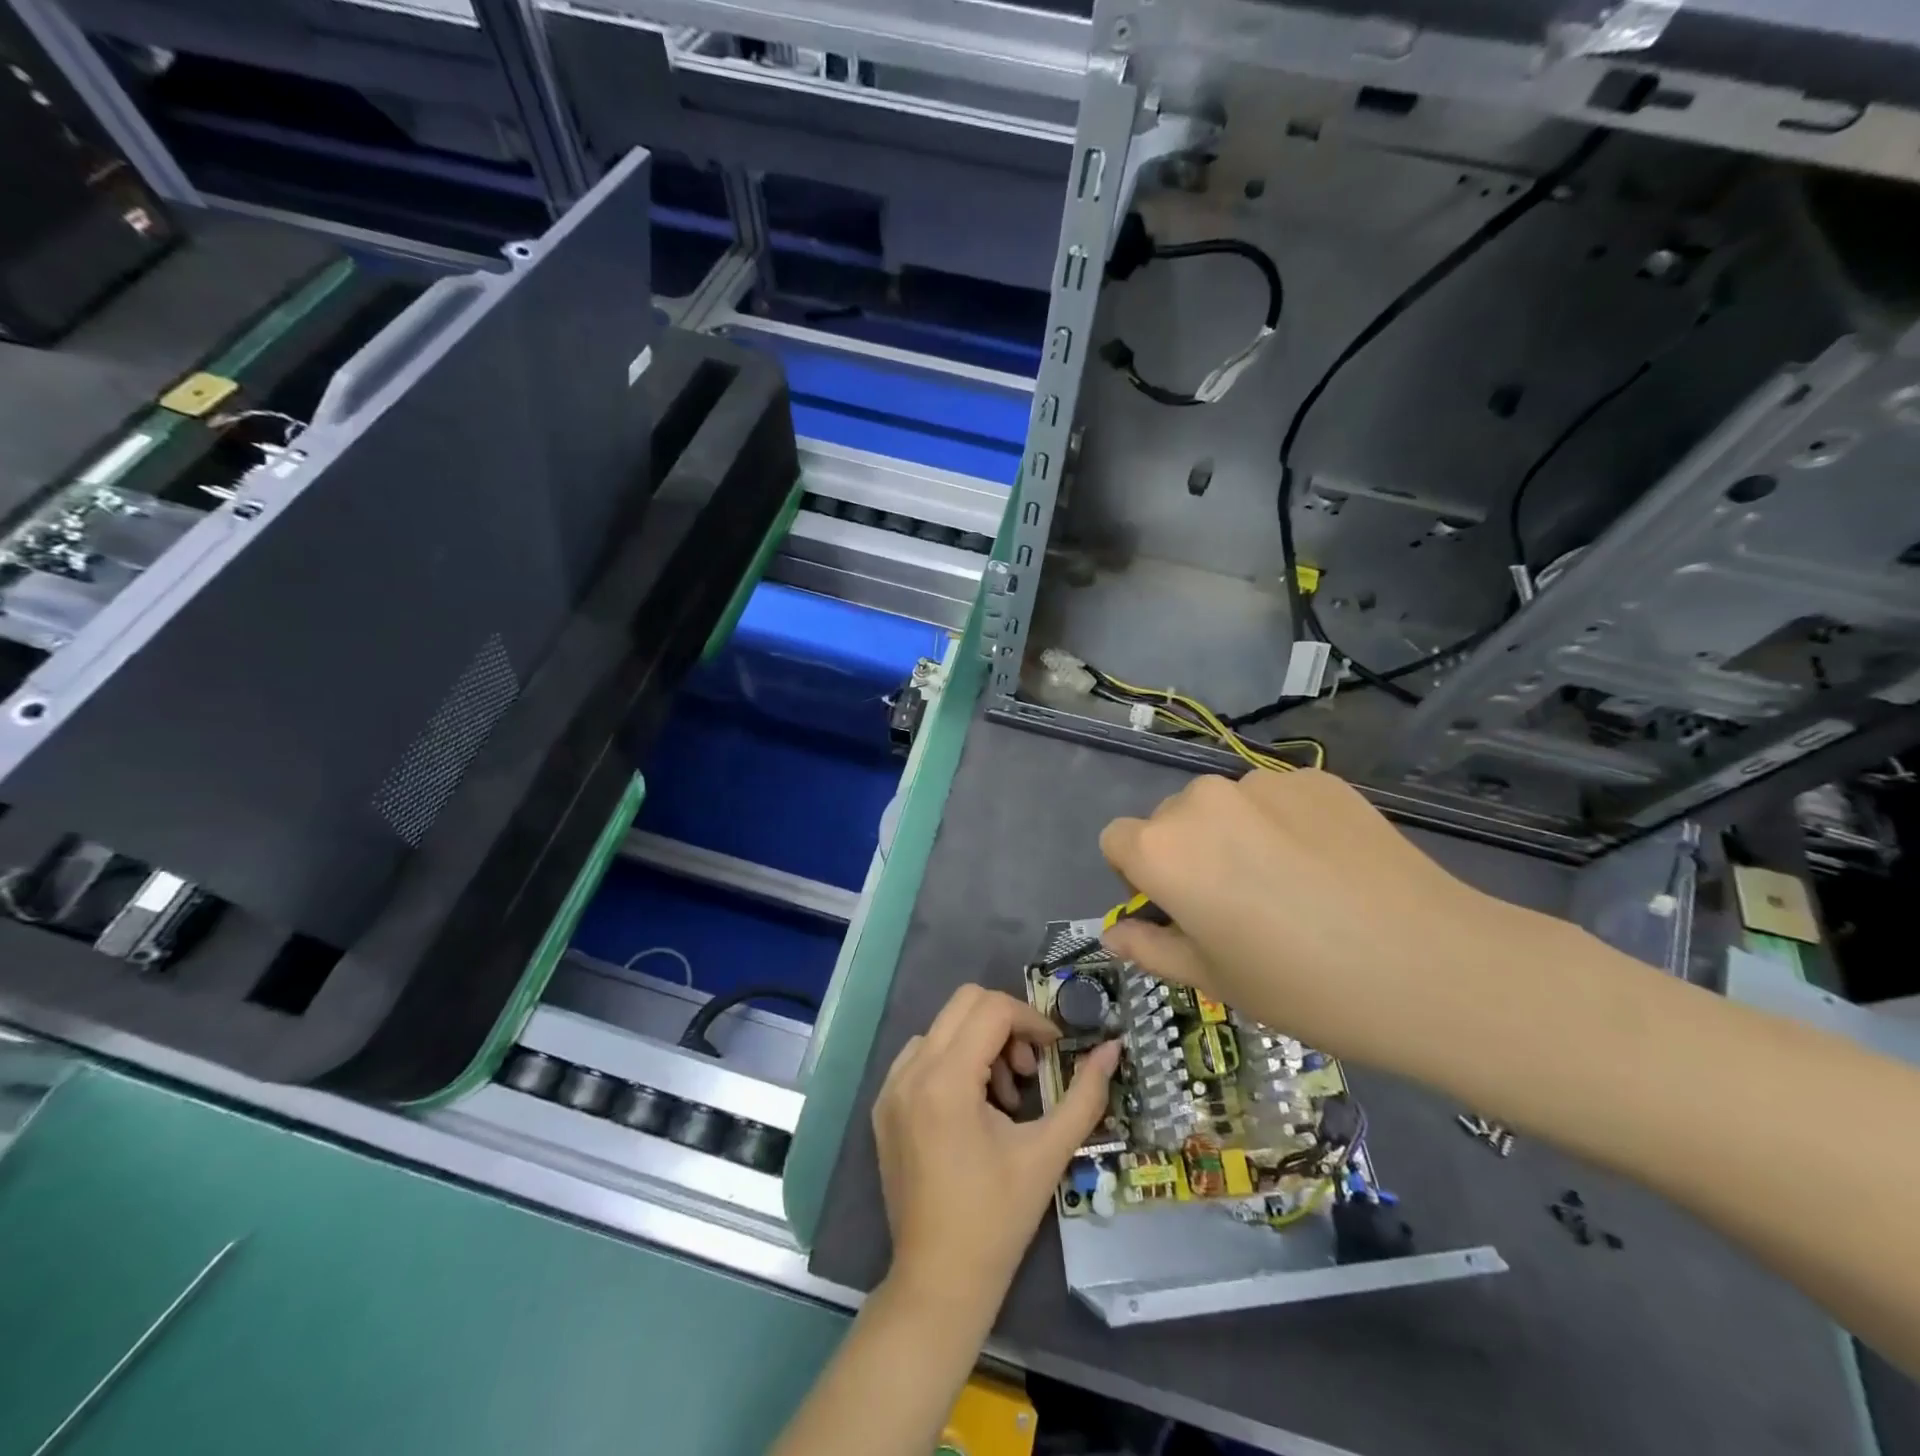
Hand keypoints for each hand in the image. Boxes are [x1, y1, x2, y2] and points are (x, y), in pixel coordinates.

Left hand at [873, 985, 1120, 1317]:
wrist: (939, 1281)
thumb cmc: (998, 1219)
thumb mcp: (1048, 1152)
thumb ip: (1085, 1095)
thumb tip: (1112, 1048)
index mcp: (945, 1080)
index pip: (992, 1009)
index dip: (1031, 1020)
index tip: (1055, 1050)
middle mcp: (910, 1071)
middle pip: (964, 1003)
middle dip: (1006, 1025)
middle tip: (1028, 1070)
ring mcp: (891, 1087)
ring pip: (943, 1027)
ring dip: (979, 1044)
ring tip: (1004, 1098)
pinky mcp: (884, 1105)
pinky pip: (920, 1055)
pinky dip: (952, 1061)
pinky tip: (973, 1108)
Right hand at [1098, 769, 1559, 1083]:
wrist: (1433, 968)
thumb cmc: (1304, 988)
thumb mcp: (1214, 980)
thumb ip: (1151, 948)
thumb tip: (1115, 932)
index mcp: (1163, 850)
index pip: (1117, 840)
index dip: (1137, 876)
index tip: (1177, 910)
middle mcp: (1201, 800)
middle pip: (1170, 819)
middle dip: (1187, 853)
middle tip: (1238, 905)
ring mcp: (1263, 782)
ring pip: (1225, 806)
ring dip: (1236, 835)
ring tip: (1292, 886)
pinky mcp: (1317, 778)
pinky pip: (1277, 798)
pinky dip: (1285, 824)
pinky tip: (1329, 867)